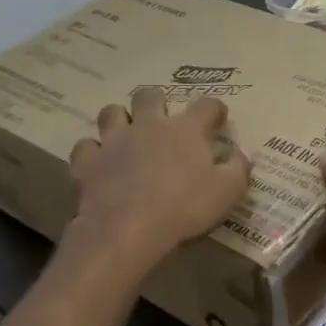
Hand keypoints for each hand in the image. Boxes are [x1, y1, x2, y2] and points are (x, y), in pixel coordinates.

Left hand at [66, 90, 250, 267]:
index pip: (207, 105)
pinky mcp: (89, 161)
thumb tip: (239, 153)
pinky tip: (100, 162)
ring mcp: (115, 140)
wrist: (128, 230)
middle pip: (150, 95)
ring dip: (120, 119)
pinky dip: (93, 151)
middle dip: (158, 103)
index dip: (215, 110)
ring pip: (112, 112)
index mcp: (187, 129)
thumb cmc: (185, 208)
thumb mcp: (228, 192)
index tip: (218, 119)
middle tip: (164, 122)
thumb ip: (238, 167)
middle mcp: (150, 124)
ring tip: (127, 135)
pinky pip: (86, 146)